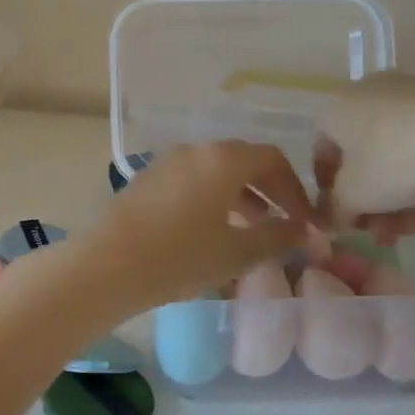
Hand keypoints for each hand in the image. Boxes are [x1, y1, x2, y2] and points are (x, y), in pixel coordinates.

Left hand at [75, 141, 315, 314]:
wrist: (108, 264)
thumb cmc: (180, 256)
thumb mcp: (237, 253)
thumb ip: (278, 237)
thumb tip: (306, 231)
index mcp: (223, 159)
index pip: (273, 159)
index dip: (295, 189)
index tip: (305, 220)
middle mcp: (194, 150)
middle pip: (243, 161)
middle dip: (269, 191)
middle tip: (283, 223)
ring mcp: (165, 162)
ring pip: (214, 171)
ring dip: (239, 195)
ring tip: (251, 231)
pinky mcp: (145, 179)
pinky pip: (190, 180)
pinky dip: (211, 197)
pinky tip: (211, 231)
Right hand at [313, 73, 414, 242]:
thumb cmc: (393, 162)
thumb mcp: (354, 196)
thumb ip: (335, 210)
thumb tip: (331, 219)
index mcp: (336, 109)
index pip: (322, 151)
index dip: (328, 190)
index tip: (342, 217)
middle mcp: (367, 95)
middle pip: (361, 157)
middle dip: (368, 201)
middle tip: (379, 232)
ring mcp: (409, 97)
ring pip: (393, 155)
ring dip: (395, 197)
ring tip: (408, 230)